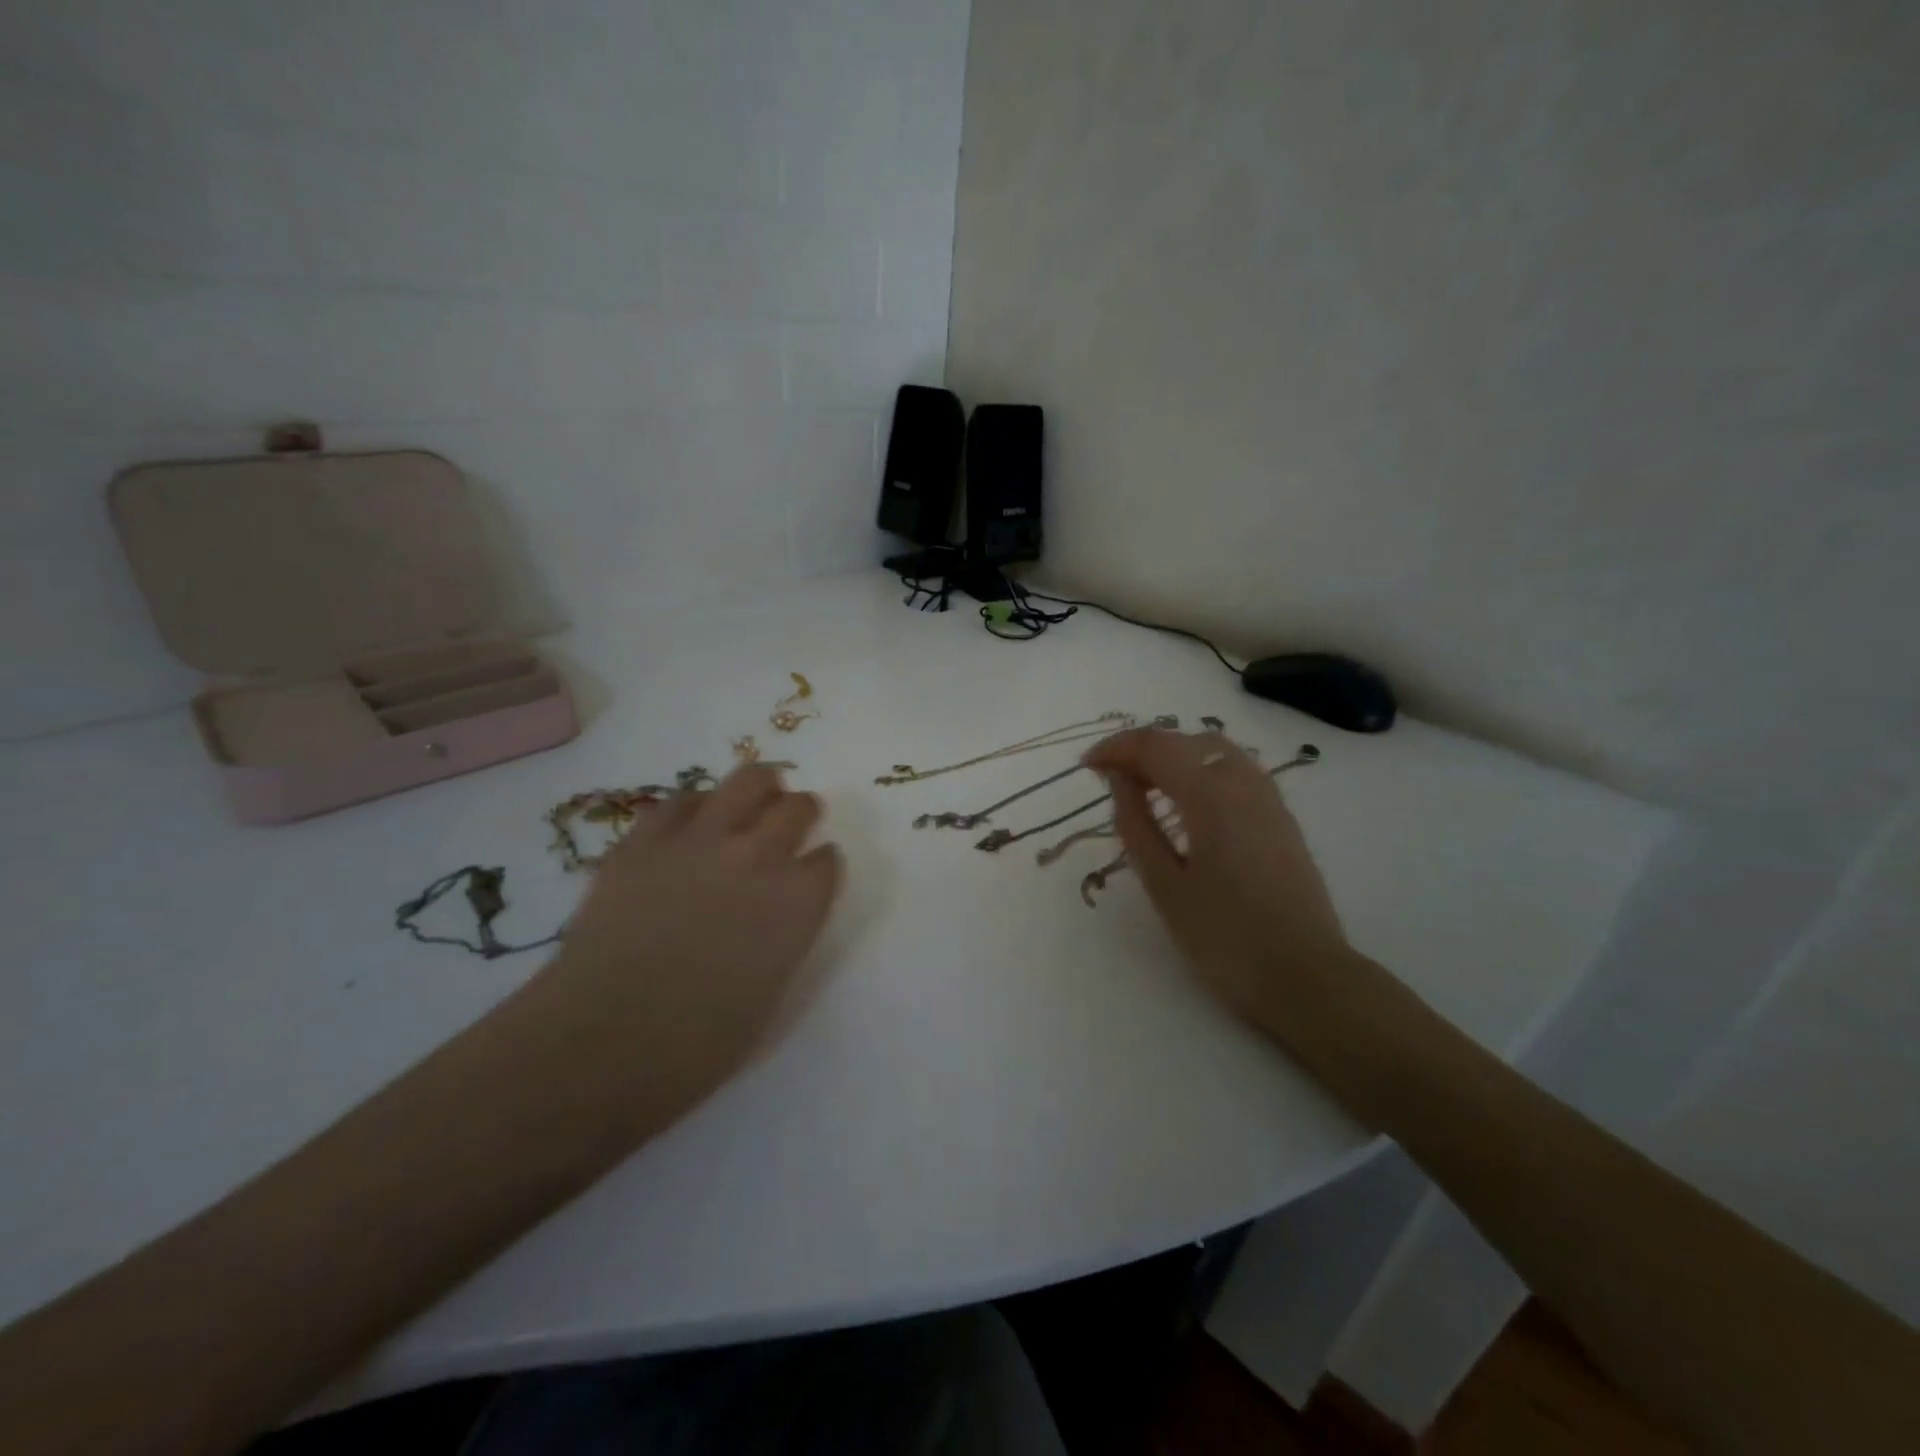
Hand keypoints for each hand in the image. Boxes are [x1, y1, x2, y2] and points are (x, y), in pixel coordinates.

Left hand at [524, 764, 843, 1124]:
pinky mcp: (644, 840)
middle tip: (792, 820)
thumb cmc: (698, 1045)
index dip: (821, 865)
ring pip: (746, 781)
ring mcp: (700, 840)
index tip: (813, 871)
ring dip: (760, 787)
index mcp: (798, 902)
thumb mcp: (770, 993)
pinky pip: (680, 800)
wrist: (602, 1042)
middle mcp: (758, 856)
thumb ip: (784, 939)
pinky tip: (693, 822)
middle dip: (801, 812)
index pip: (827, 861)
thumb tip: (774, 918)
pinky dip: (696, 806)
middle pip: (797, 807)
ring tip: (756, 795)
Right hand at [1084, 727, 1353, 1042]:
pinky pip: (1234, 769)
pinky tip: (1186, 801)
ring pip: (1213, 750)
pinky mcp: (1280, 816)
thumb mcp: (1164, 885)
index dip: (1115, 748)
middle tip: (1110, 779)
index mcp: (1211, 795)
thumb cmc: (1225, 937)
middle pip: (1184, 741)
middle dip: (1142, 750)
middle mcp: (1243, 782)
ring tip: (1144, 785)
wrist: (1305, 976)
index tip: (1086, 767)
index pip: (1155, 746)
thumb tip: (1119, 780)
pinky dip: (1200, 768)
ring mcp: (1268, 797)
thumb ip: (1136, 824)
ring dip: (1173, 755)